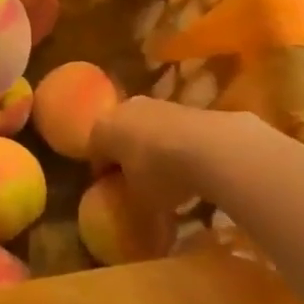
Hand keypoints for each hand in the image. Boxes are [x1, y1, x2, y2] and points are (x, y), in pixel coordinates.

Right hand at [89, 97, 272, 217]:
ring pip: (144, 130)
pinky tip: (187, 166)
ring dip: (151, 150)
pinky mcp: (184, 106)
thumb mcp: (137, 198)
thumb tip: (130, 200)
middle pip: (118, 136)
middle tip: (136, 183)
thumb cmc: (159, 174)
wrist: (210, 147)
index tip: (114, 194)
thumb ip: (128, 196)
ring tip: (165, 177)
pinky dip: (173, 145)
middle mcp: (123, 109)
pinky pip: (169, 130)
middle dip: (125, 157)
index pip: (94, 154)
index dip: (103, 176)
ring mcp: (154, 104)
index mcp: (101, 129)